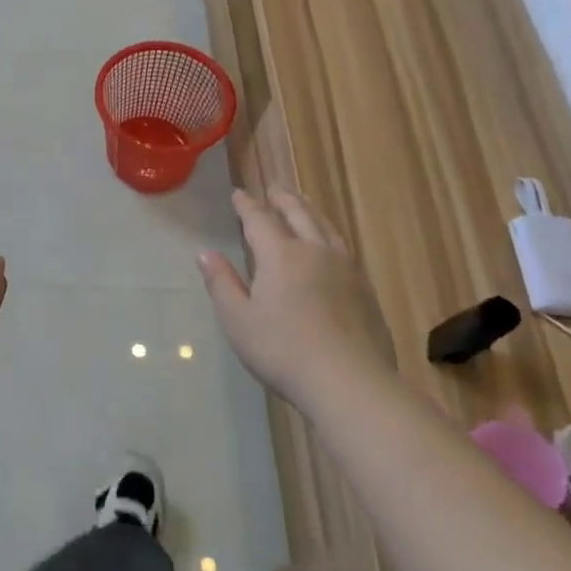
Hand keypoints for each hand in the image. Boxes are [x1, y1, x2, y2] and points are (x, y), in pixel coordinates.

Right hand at [197, 188, 394, 399]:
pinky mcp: (365, 290)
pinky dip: (329, 234)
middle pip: (299, 215)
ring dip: (311, 211)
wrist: (350, 383)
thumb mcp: (238, 320)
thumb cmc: (283, 351)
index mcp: (281, 256)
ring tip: (303, 204)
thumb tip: (205, 253)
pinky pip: (343, 248)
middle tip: (274, 188)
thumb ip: (221, 283)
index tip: (238, 193)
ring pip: (326, 228)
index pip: (260, 220)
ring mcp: (346, 270)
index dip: (247, 205)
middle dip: (283, 199)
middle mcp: (315, 252)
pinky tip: (330, 246)